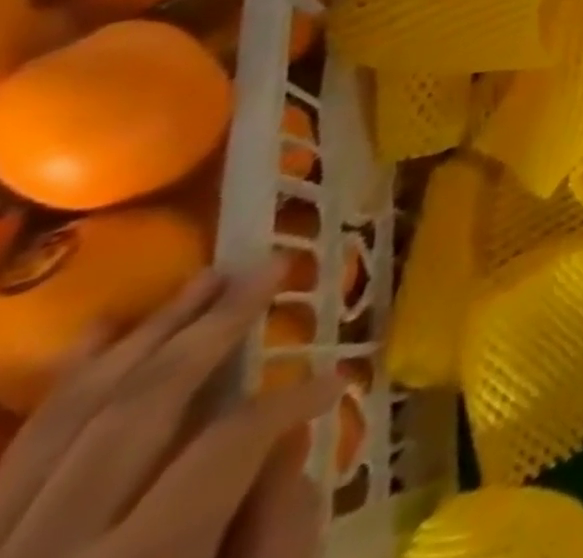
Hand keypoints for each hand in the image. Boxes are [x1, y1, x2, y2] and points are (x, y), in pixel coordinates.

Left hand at [0, 259, 340, 557]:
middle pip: (137, 413)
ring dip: (139, 339)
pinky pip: (0, 458)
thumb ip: (273, 542)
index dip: (293, 399)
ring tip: (200, 279)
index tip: (334, 379)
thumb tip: (292, 447)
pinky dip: (58, 391)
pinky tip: (99, 337)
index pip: (231, 444)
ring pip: (60, 420)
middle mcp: (40, 557)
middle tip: (267, 268)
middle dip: (211, 330)